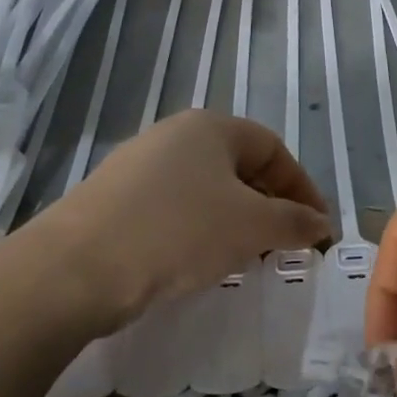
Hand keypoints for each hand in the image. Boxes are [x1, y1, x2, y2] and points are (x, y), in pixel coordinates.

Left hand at [37, 111, 330, 321]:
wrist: (76, 269)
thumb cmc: (178, 232)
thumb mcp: (251, 226)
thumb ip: (294, 221)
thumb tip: (321, 223)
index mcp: (210, 127)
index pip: (273, 148)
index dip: (302, 186)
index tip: (316, 227)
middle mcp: (172, 135)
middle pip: (238, 167)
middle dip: (269, 206)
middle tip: (284, 245)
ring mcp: (137, 166)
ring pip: (204, 190)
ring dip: (234, 221)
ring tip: (245, 258)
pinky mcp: (113, 200)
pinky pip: (172, 209)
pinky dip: (197, 232)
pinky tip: (196, 263)